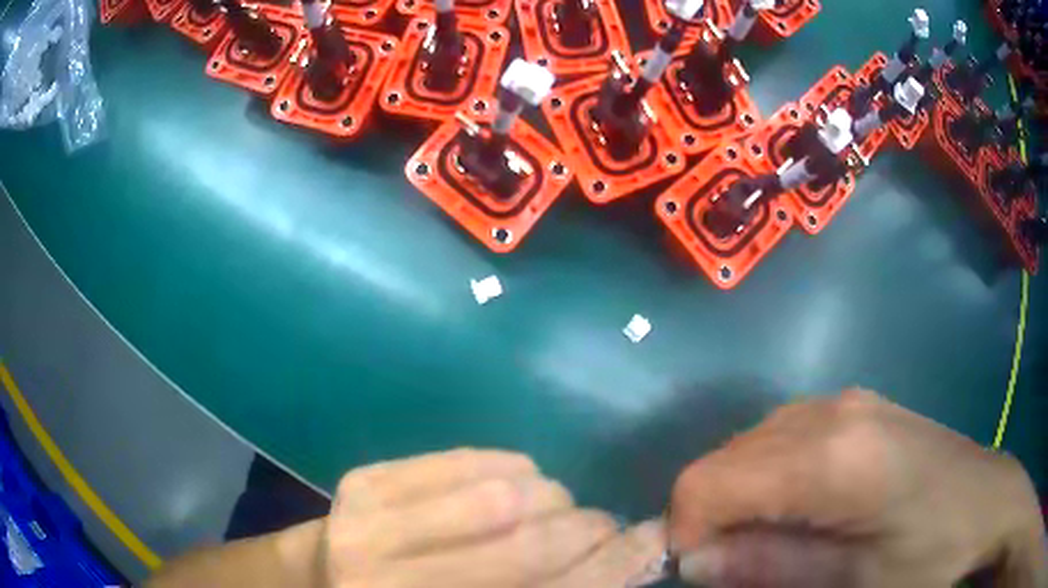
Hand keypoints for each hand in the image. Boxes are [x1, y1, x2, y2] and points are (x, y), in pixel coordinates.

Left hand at [318, 448, 663, 587]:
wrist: (321, 580)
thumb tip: (619, 561)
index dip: (610, 567)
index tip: (650, 541)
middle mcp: (394, 587)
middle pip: (526, 548)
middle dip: (586, 529)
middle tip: (602, 524)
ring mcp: (368, 528)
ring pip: (498, 496)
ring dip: (550, 496)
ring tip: (555, 505)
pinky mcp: (362, 483)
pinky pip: (460, 459)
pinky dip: (508, 466)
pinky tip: (517, 480)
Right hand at [669, 390, 1045, 587]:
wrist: (987, 503)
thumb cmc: (929, 553)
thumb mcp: (850, 580)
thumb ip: (768, 568)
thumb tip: (693, 562)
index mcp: (831, 456)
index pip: (709, 482)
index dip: (684, 532)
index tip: (702, 574)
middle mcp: (829, 411)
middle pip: (725, 459)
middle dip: (711, 518)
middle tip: (736, 567)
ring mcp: (844, 401)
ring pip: (750, 445)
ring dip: (738, 499)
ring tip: (769, 541)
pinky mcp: (856, 406)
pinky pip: (782, 437)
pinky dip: (766, 478)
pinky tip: (799, 508)